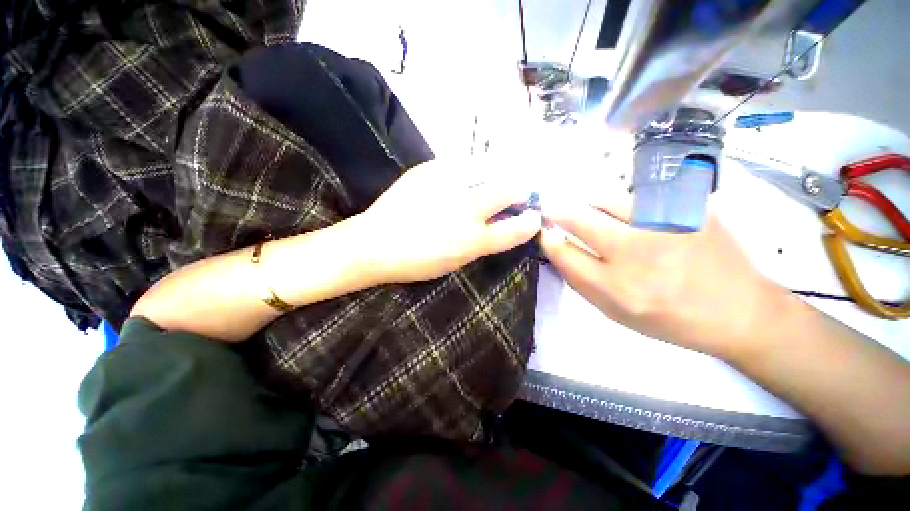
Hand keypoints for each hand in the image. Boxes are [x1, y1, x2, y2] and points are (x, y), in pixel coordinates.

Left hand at [356, 158, 541, 283]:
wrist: (375, 244)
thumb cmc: (418, 261)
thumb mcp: (458, 260)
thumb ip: (485, 241)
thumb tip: (505, 224)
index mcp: (474, 238)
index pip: (516, 227)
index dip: (529, 221)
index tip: (533, 215)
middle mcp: (467, 207)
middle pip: (509, 187)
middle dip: (520, 188)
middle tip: (519, 191)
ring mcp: (448, 182)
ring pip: (489, 166)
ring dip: (499, 172)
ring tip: (496, 177)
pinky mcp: (429, 168)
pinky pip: (462, 161)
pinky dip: (473, 167)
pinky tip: (468, 173)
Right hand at [540, 194, 785, 359]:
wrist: (739, 310)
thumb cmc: (667, 317)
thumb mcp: (614, 312)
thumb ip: (580, 279)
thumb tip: (556, 245)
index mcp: (615, 288)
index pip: (562, 252)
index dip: (547, 237)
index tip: (543, 230)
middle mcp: (636, 253)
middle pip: (579, 218)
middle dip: (557, 210)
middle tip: (550, 206)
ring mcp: (665, 225)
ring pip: (606, 199)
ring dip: (590, 204)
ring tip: (593, 211)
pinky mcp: (690, 208)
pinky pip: (639, 196)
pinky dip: (623, 203)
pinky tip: (631, 214)